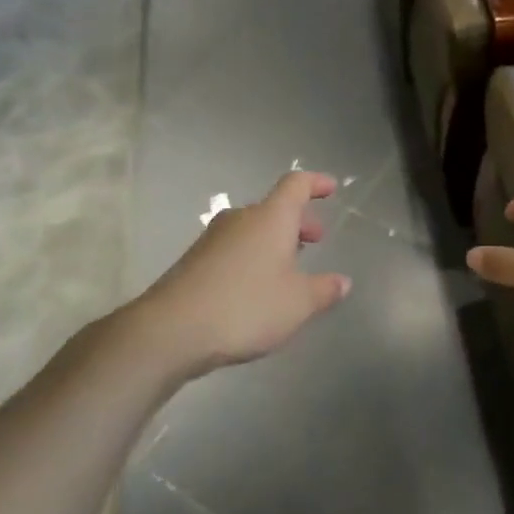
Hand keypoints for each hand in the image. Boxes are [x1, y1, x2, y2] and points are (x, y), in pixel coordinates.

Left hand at [136, 170, 352, 373]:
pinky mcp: (194, 262)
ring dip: (274, 241)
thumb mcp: (298, 303)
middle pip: (273, 208)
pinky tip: (256, 287)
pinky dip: (252, 257)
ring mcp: (212, 239)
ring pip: (252, 229)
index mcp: (270, 218)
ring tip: (288, 267)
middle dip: (298, 221)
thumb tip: (342, 282)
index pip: (296, 184)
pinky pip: (234, 249)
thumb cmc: (246, 306)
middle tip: (315, 240)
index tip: (331, 188)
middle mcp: (241, 220)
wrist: (171, 330)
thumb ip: (324, 290)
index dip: (316, 183)